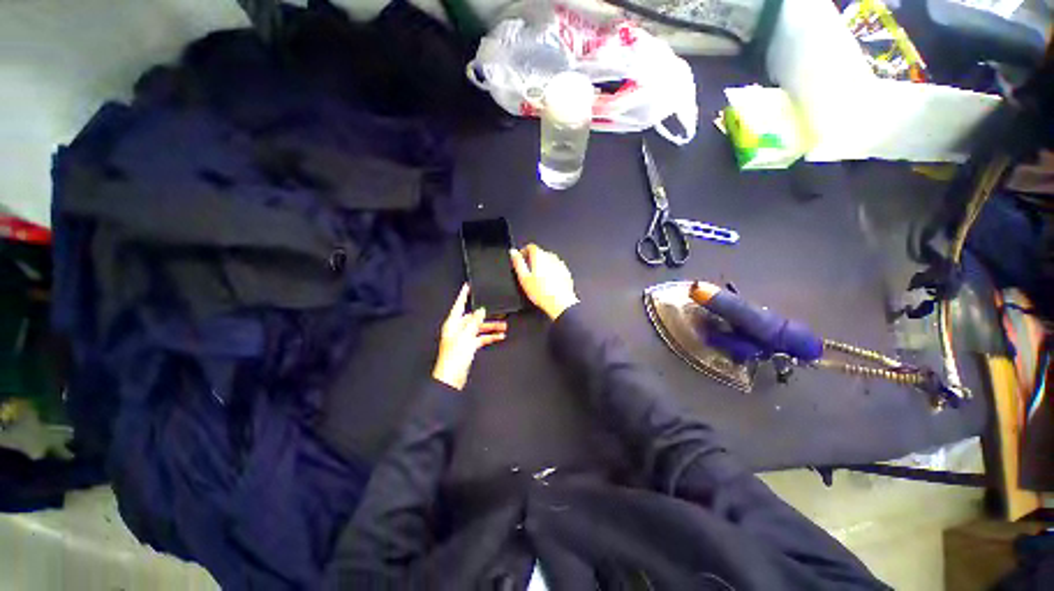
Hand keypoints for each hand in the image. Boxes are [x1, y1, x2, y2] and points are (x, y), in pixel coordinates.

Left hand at [432, 284, 506, 389]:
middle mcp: (458, 329)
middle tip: (499, 312)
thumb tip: (480, 310)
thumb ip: (474, 322)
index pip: (459, 305)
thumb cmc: (454, 357)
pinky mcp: (469, 347)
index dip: (463, 295)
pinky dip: (490, 337)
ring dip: (491, 327)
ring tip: (504, 326)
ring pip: (479, 328)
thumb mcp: (466, 337)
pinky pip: (481, 338)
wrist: (452, 377)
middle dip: (486, 316)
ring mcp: (464, 338)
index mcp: (453, 324)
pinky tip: (500, 337)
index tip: (468, 286)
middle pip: (473, 318)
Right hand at [510, 244, 578, 320]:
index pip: (530, 246)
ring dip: (542, 265)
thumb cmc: (542, 293)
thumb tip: (513, 252)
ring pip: (548, 260)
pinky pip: (555, 267)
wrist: (560, 303)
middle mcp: (551, 257)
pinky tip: (547, 282)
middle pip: (540, 253)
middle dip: (532, 259)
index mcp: (540, 256)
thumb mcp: (524, 278)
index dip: (523, 252)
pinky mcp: (565, 271)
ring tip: (537, 279)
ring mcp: (560, 264)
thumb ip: (518, 262)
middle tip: (527, 272)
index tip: (521, 259)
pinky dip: (550, 271)